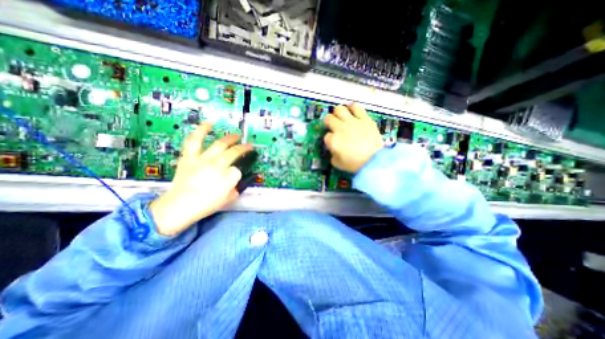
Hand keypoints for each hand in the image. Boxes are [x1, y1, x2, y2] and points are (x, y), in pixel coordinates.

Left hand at [148, 123, 253, 236]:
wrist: (178, 206)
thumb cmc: (206, 205)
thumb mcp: (228, 198)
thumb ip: (236, 185)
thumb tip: (236, 175)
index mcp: (227, 177)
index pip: (238, 169)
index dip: (240, 170)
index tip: (238, 171)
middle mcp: (217, 165)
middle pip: (233, 152)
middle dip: (243, 148)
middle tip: (248, 145)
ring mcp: (202, 159)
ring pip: (219, 144)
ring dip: (230, 138)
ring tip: (236, 134)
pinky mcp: (189, 156)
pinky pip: (194, 140)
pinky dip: (201, 130)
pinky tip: (209, 123)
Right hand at [324, 102, 378, 171]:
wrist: (374, 160)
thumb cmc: (354, 164)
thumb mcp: (338, 164)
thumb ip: (333, 155)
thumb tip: (334, 150)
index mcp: (333, 140)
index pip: (326, 136)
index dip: (329, 139)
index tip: (333, 143)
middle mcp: (340, 128)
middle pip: (329, 118)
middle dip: (328, 122)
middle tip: (333, 126)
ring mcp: (352, 122)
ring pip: (339, 109)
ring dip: (338, 113)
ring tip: (341, 116)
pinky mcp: (364, 118)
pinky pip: (356, 107)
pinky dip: (353, 108)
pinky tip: (352, 110)